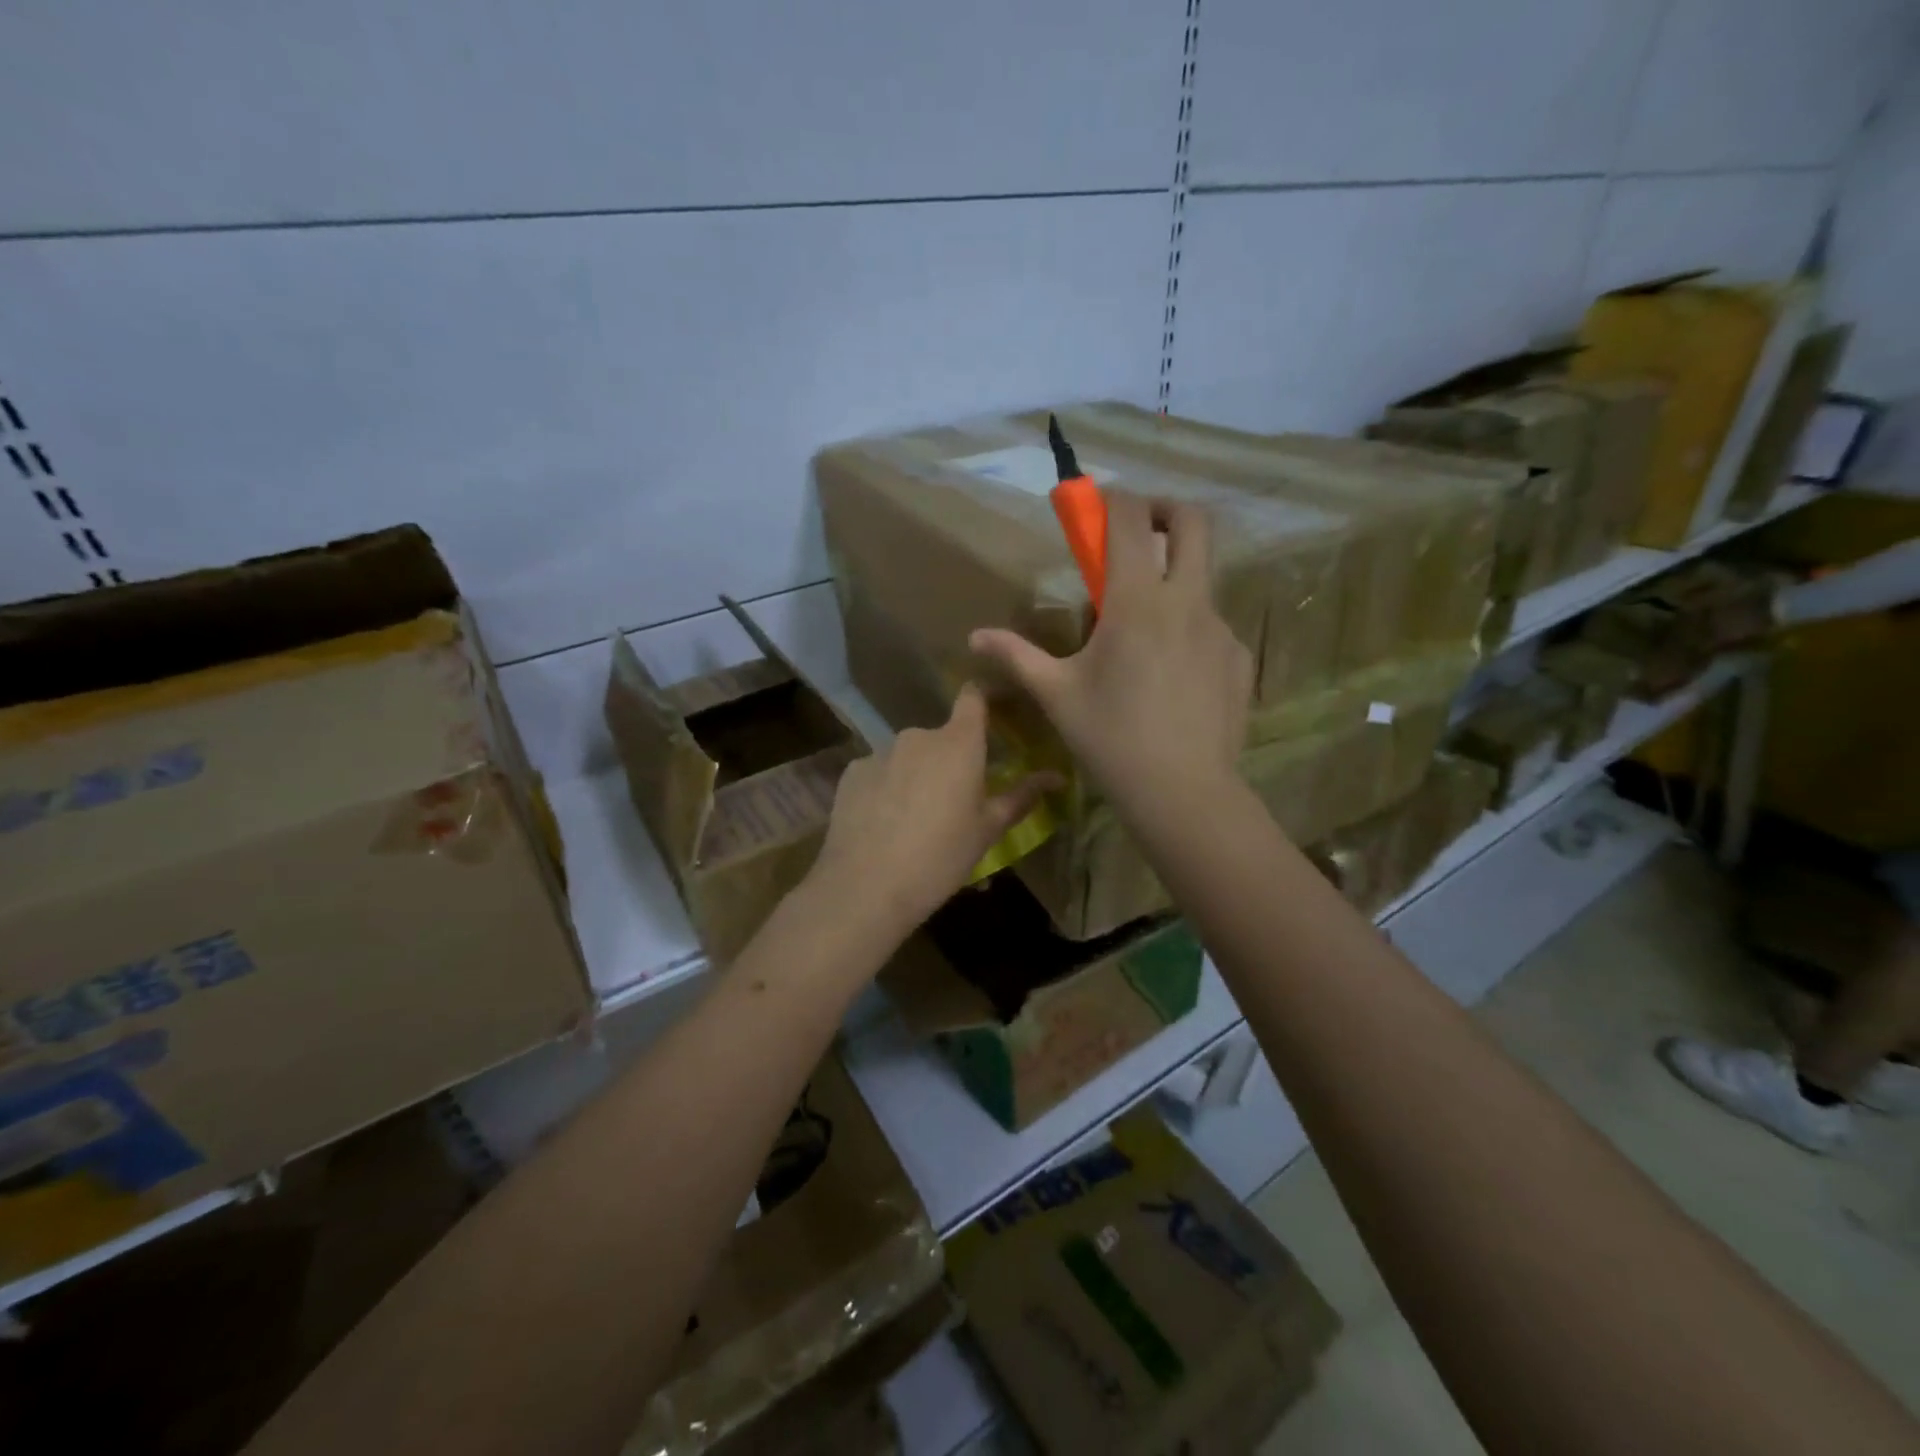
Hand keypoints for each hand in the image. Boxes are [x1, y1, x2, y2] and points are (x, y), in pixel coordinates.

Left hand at [809, 685, 1058, 940]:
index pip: (973, 697)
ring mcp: (880, 751)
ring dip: (917, 775)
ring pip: (909, 756)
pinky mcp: (853, 772)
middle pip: (942, 736)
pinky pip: (879, 771)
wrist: (866, 886)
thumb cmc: (940, 857)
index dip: (984, 698)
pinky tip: (885, 822)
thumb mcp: (987, 830)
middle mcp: (919, 735)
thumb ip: (1021, 796)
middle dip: (950, 759)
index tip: (994, 711)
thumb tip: (1057, 776)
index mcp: (959, 743)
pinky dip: (886, 787)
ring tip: (916, 818)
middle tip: (955, 800)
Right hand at [970, 492, 1251, 820]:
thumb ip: (1017, 656)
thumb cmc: (1110, 739)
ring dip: (1174, 579)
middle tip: (1140, 530)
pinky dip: (1189, 629)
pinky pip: (1212, 626)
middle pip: (1195, 523)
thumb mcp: (1056, 695)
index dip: (1112, 499)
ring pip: (1203, 578)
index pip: (1131, 520)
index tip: (1095, 504)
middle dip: (1166, 510)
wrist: (1183, 793)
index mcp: (1137, 602)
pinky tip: (1171, 675)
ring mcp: (1220, 629)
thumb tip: (975, 637)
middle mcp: (1186, 601)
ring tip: (1143, 630)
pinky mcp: (1239, 658)